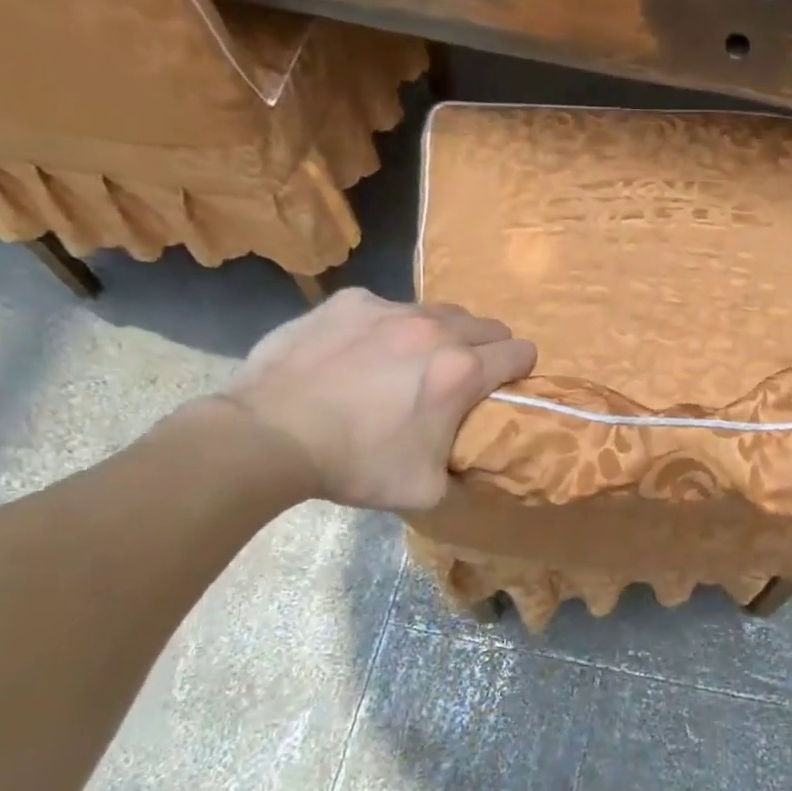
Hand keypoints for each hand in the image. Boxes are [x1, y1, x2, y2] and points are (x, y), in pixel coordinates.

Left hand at [213, 287, 535, 509]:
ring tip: (410, 361)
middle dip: (486, 348)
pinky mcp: (349, 302)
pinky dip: (387, 327)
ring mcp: (390, 309)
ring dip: (440, 334)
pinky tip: (361, 352)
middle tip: (461, 376)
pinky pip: (387, 307)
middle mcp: (435, 329)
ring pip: (439, 311)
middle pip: (487, 325)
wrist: (270, 436)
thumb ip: (463, 471)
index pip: (521, 352)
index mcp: (462, 371)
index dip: (521, 370)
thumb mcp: (425, 489)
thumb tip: (473, 466)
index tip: (506, 385)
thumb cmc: (356, 465)